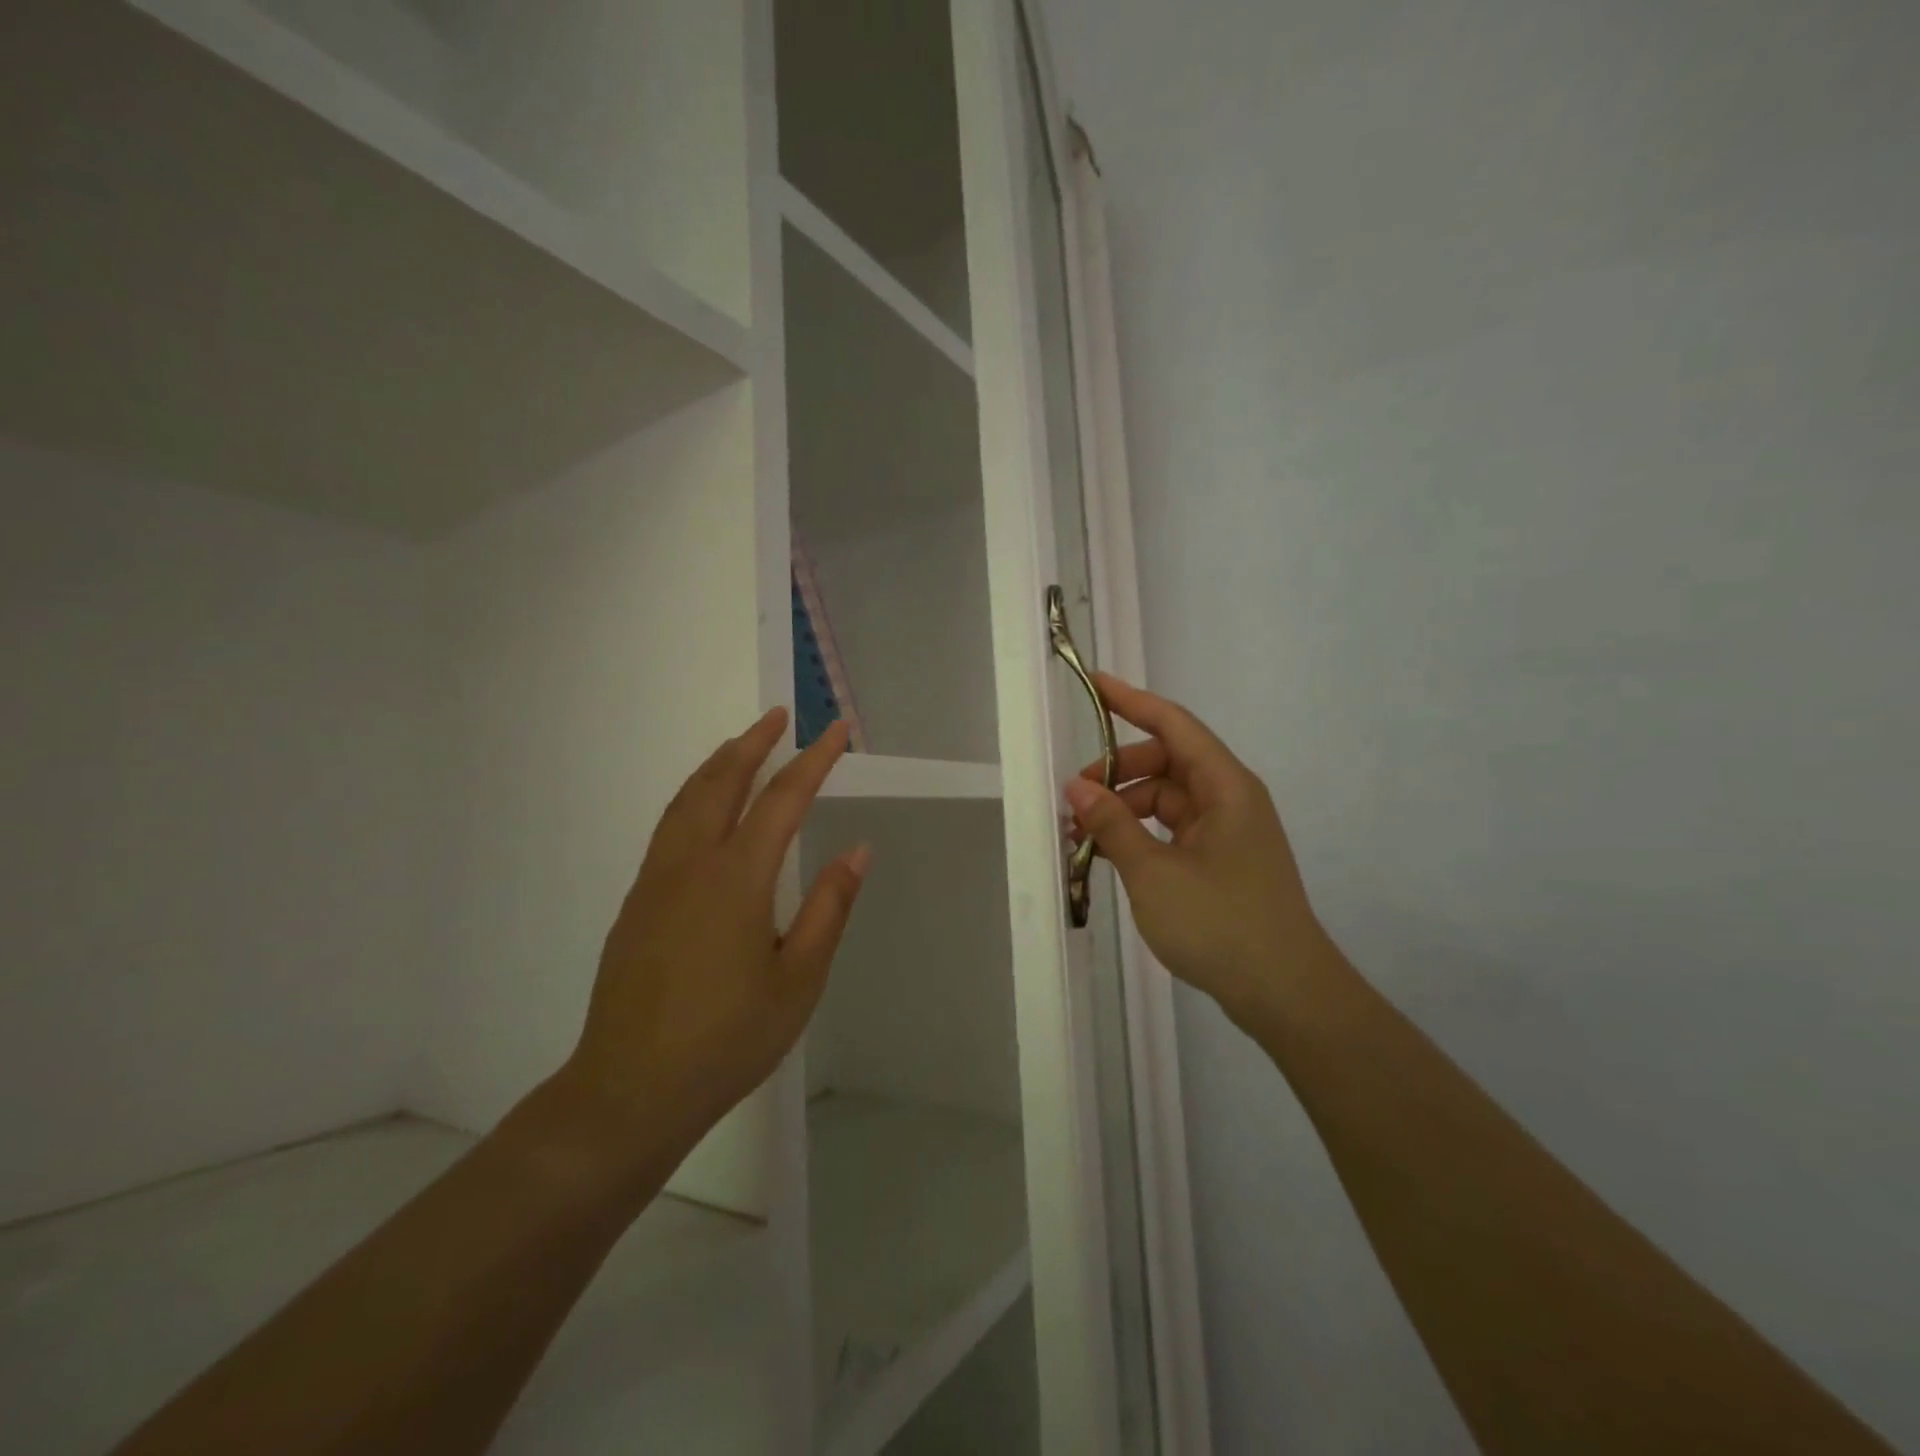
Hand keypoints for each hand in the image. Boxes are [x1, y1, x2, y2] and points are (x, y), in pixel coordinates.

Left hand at [558, 711, 868, 1157]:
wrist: (630, 1091)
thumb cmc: (728, 1038)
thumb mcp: (799, 980)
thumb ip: (829, 908)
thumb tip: (858, 851)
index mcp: (738, 879)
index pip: (782, 799)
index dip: (814, 760)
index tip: (836, 731)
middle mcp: (692, 864)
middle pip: (722, 781)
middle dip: (754, 743)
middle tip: (780, 717)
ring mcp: (656, 880)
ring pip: (686, 799)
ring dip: (718, 764)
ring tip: (742, 745)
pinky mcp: (637, 902)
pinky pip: (668, 826)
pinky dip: (693, 795)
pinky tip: (704, 808)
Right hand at [1064, 674, 1325, 1025]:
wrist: (1286, 994)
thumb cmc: (1221, 922)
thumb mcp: (1154, 872)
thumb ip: (1113, 825)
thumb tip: (1077, 788)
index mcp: (1225, 787)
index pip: (1173, 725)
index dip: (1131, 701)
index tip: (1093, 684)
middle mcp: (1229, 800)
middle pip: (1165, 763)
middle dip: (1117, 773)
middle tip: (1074, 800)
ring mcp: (1227, 833)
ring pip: (1166, 800)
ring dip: (1124, 810)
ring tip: (1083, 838)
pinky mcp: (1221, 863)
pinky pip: (1172, 831)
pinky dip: (1140, 836)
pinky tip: (1109, 856)